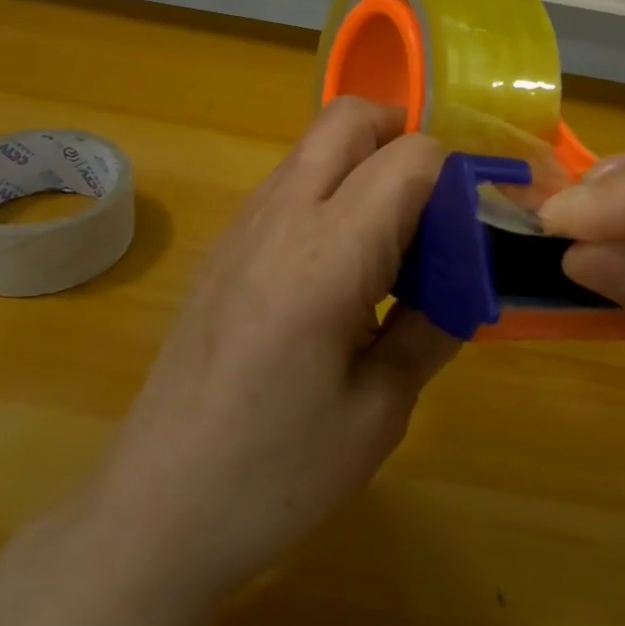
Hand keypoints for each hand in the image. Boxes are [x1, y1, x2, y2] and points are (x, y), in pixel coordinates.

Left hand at [0, 100, 454, 625]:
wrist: (157, 508)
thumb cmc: (277, 471)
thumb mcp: (380, 410)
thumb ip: (432, 328)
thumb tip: (463, 282)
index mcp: (327, 254)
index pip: (408, 157)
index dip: (453, 180)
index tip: (467, 234)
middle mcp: (281, 216)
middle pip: (347, 117)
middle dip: (402, 136)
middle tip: (433, 208)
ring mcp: (243, 226)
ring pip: (314, 145)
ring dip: (363, 164)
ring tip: (390, 245)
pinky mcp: (223, 246)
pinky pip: (288, 182)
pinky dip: (329, 191)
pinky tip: (339, 270)